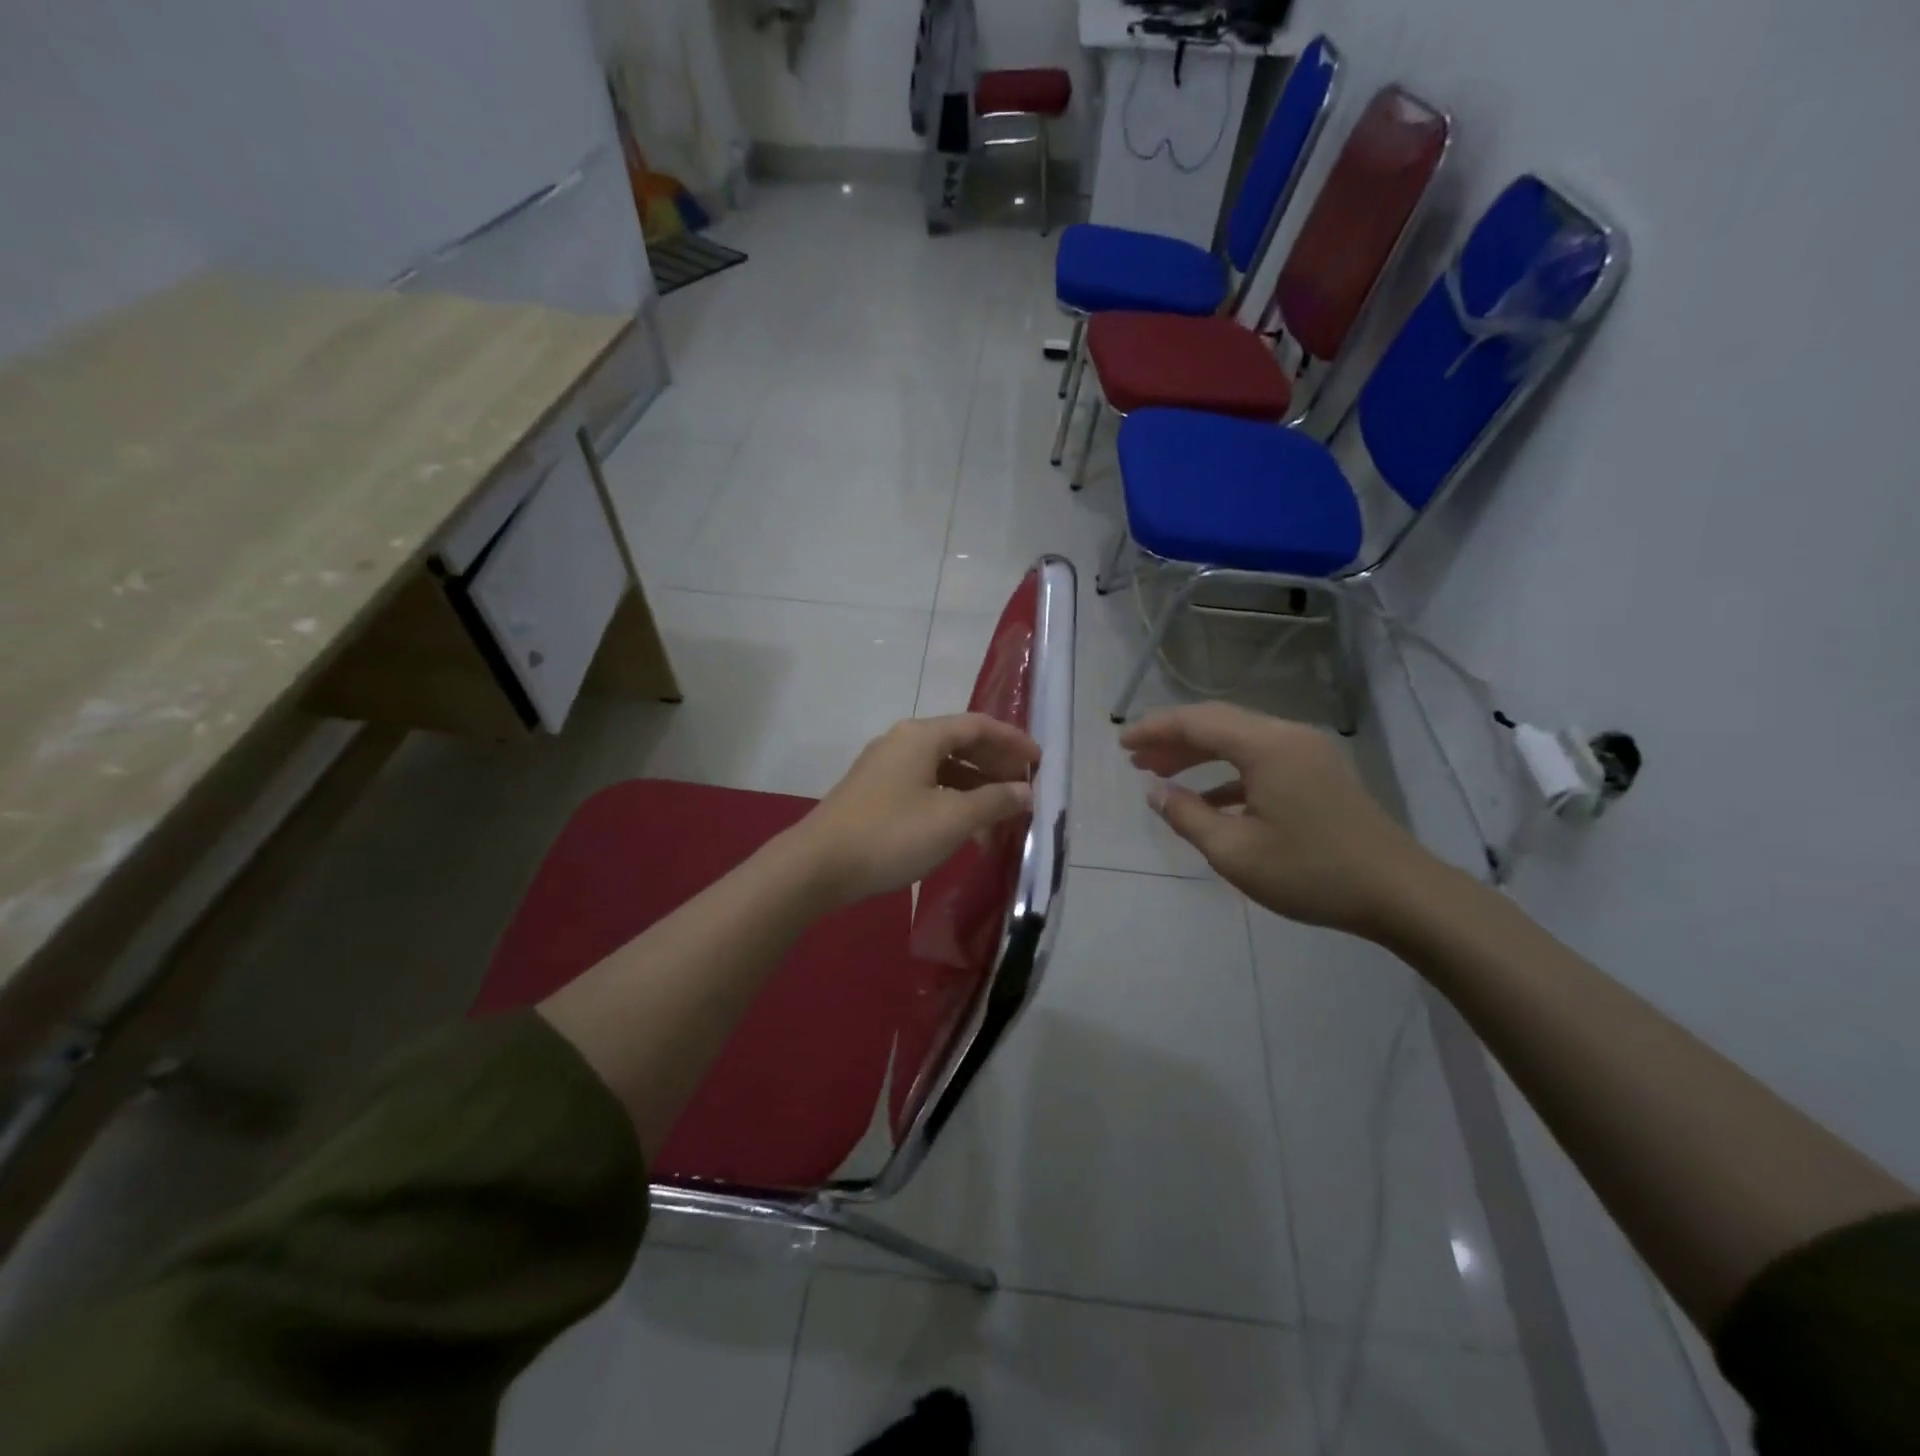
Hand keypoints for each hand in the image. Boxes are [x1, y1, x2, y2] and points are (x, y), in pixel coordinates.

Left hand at [793, 714, 1039, 907]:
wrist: (818, 865)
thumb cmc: (891, 834)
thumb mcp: (952, 819)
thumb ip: (994, 801)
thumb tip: (1025, 791)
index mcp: (921, 736)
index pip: (978, 725)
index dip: (1012, 740)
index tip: (1039, 761)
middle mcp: (902, 742)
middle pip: (959, 743)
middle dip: (995, 764)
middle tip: (1024, 787)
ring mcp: (884, 768)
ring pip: (942, 768)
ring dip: (974, 786)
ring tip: (1001, 813)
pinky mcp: (874, 793)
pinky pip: (924, 786)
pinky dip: (950, 800)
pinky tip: (964, 828)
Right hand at [1121, 702, 1437, 938]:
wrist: (1400, 893)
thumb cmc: (1312, 872)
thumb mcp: (1235, 852)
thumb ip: (1188, 817)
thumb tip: (1156, 793)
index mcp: (1266, 746)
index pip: (1197, 722)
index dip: (1154, 729)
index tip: (1121, 744)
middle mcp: (1287, 736)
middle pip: (1218, 723)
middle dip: (1173, 739)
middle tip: (1135, 759)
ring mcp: (1308, 752)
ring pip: (1239, 739)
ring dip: (1199, 754)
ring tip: (1160, 773)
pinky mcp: (1319, 772)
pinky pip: (1261, 759)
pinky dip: (1228, 772)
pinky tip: (1208, 798)